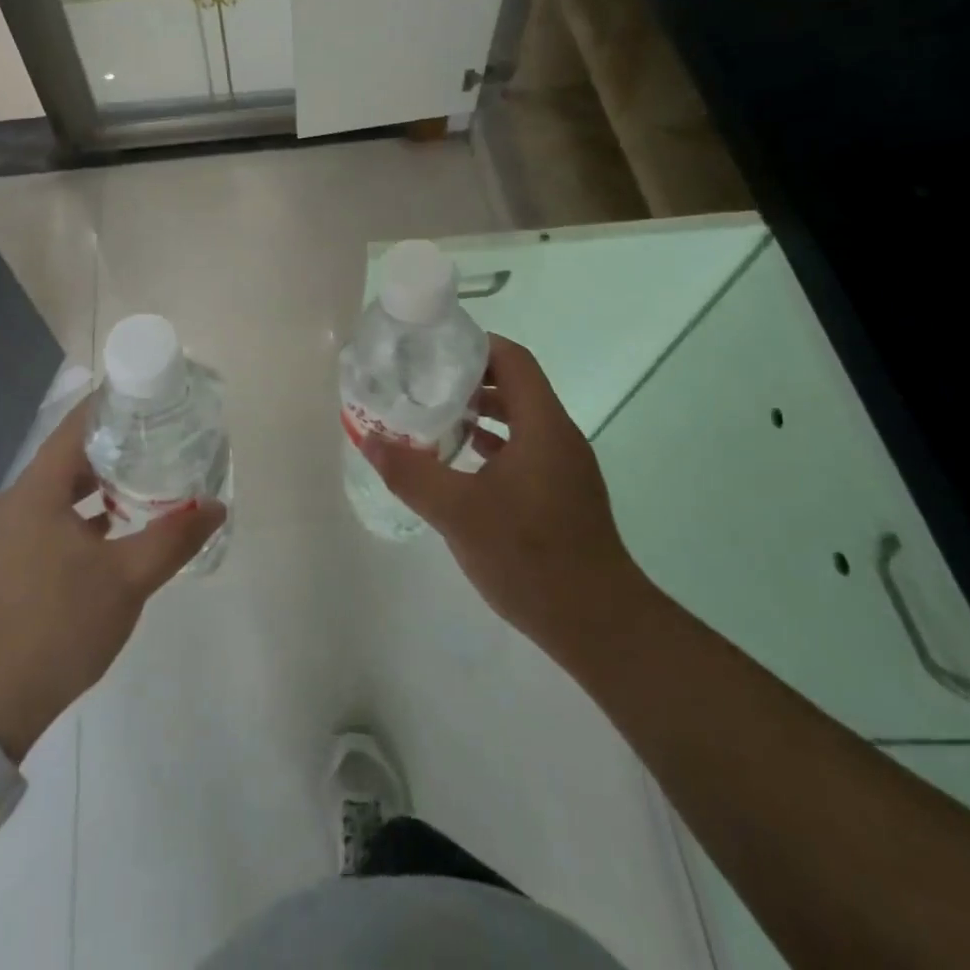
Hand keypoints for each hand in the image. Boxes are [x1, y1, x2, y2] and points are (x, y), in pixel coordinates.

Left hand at [0, 398, 224, 760]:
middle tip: (158, 439)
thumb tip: (218, 508)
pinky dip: (80, 514)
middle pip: (67, 457)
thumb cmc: (61, 627)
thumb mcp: (128, 579)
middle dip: (112, 446)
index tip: (148, 397)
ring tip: (143, 482)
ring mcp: (4, 536)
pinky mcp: (5, 563)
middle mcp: (14, 504)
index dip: (111, 407)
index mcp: (35, 494)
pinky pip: (47, 519)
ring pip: (57, 492)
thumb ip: (175, 537)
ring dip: (97, 484)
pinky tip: (112, 532)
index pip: (74, 428)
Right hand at [364, 335, 651, 663]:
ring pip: (521, 420)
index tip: (433, 348)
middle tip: (423, 381)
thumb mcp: (458, 513)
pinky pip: (526, 449)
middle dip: (470, 378)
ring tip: (435, 416)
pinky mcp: (563, 494)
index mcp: (542, 425)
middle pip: (516, 385)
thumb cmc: (529, 557)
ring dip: (482, 412)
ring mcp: (565, 467)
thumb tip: (370, 439)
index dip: (475, 345)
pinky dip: (494, 444)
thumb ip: (411, 473)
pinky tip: (463, 462)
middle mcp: (559, 436)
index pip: (513, 359)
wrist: (599, 624)